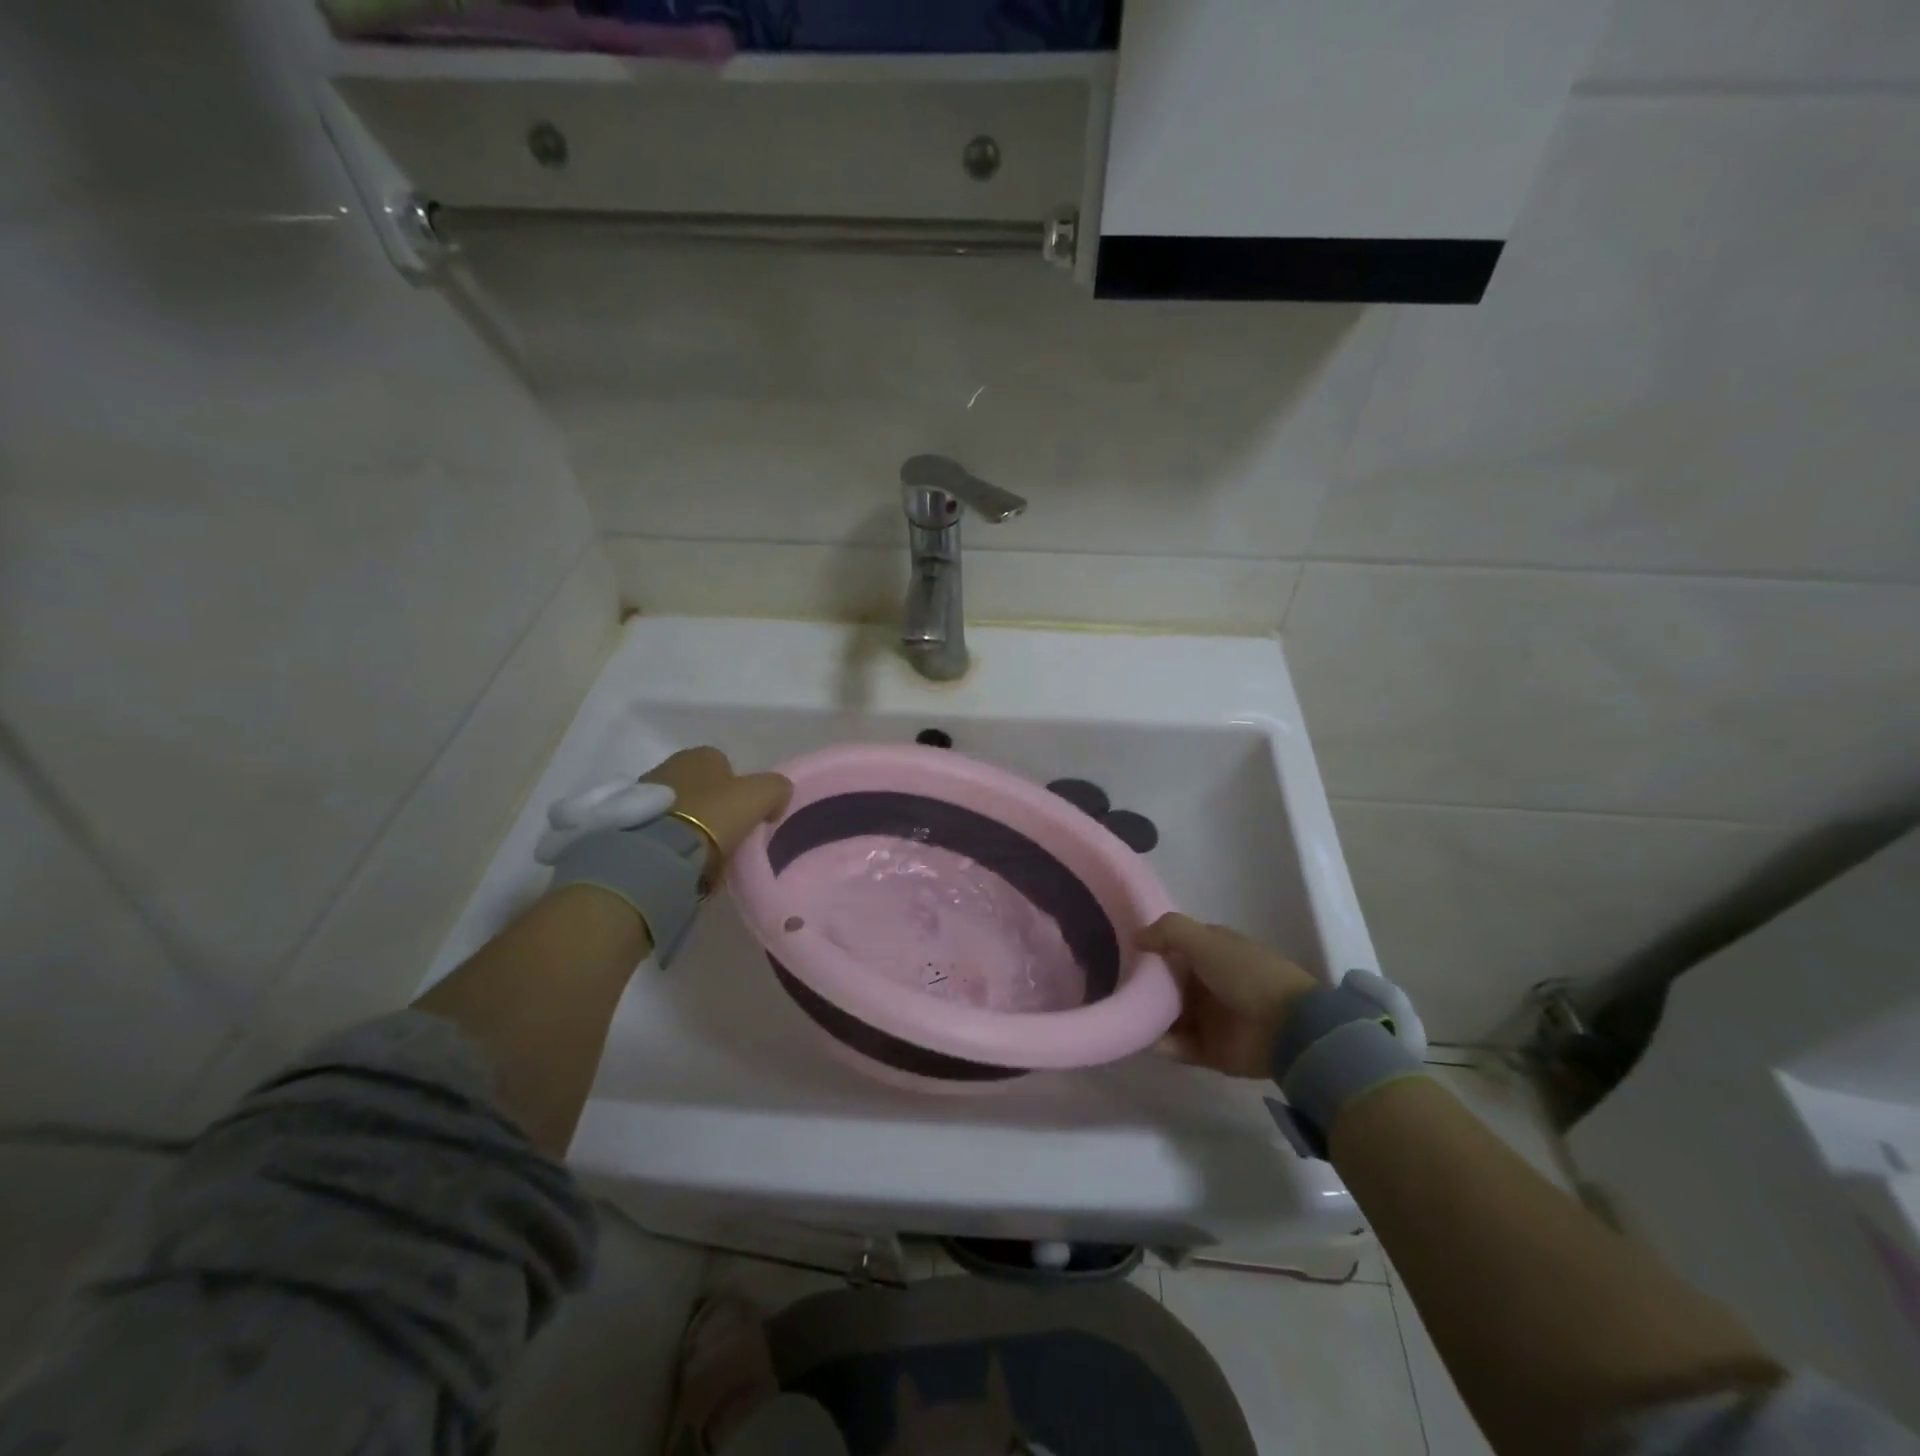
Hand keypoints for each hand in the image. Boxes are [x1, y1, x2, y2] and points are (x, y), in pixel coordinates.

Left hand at [640, 747, 791, 884]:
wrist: (660, 852)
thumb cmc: (714, 814)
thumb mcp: (762, 795)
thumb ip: (777, 788)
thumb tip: (776, 800)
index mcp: (700, 755)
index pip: (726, 766)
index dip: (741, 791)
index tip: (748, 817)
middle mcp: (670, 766)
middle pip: (702, 788)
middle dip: (715, 809)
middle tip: (729, 837)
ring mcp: (645, 795)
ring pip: (681, 811)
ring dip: (693, 828)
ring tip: (707, 857)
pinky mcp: (629, 825)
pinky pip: (662, 832)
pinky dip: (674, 844)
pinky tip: (684, 863)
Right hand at [1138, 914, 1319, 1077]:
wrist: (1290, 1028)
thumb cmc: (1246, 974)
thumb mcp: (1205, 940)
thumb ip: (1168, 931)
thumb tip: (1136, 938)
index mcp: (1213, 953)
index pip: (1176, 948)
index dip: (1153, 950)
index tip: (1123, 954)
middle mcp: (1210, 983)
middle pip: (1169, 984)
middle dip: (1145, 988)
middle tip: (1117, 989)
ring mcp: (1212, 1018)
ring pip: (1171, 1016)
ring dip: (1150, 1018)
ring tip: (1126, 1018)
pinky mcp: (1213, 1050)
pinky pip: (1180, 1047)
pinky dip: (1164, 1045)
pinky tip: (1148, 1041)